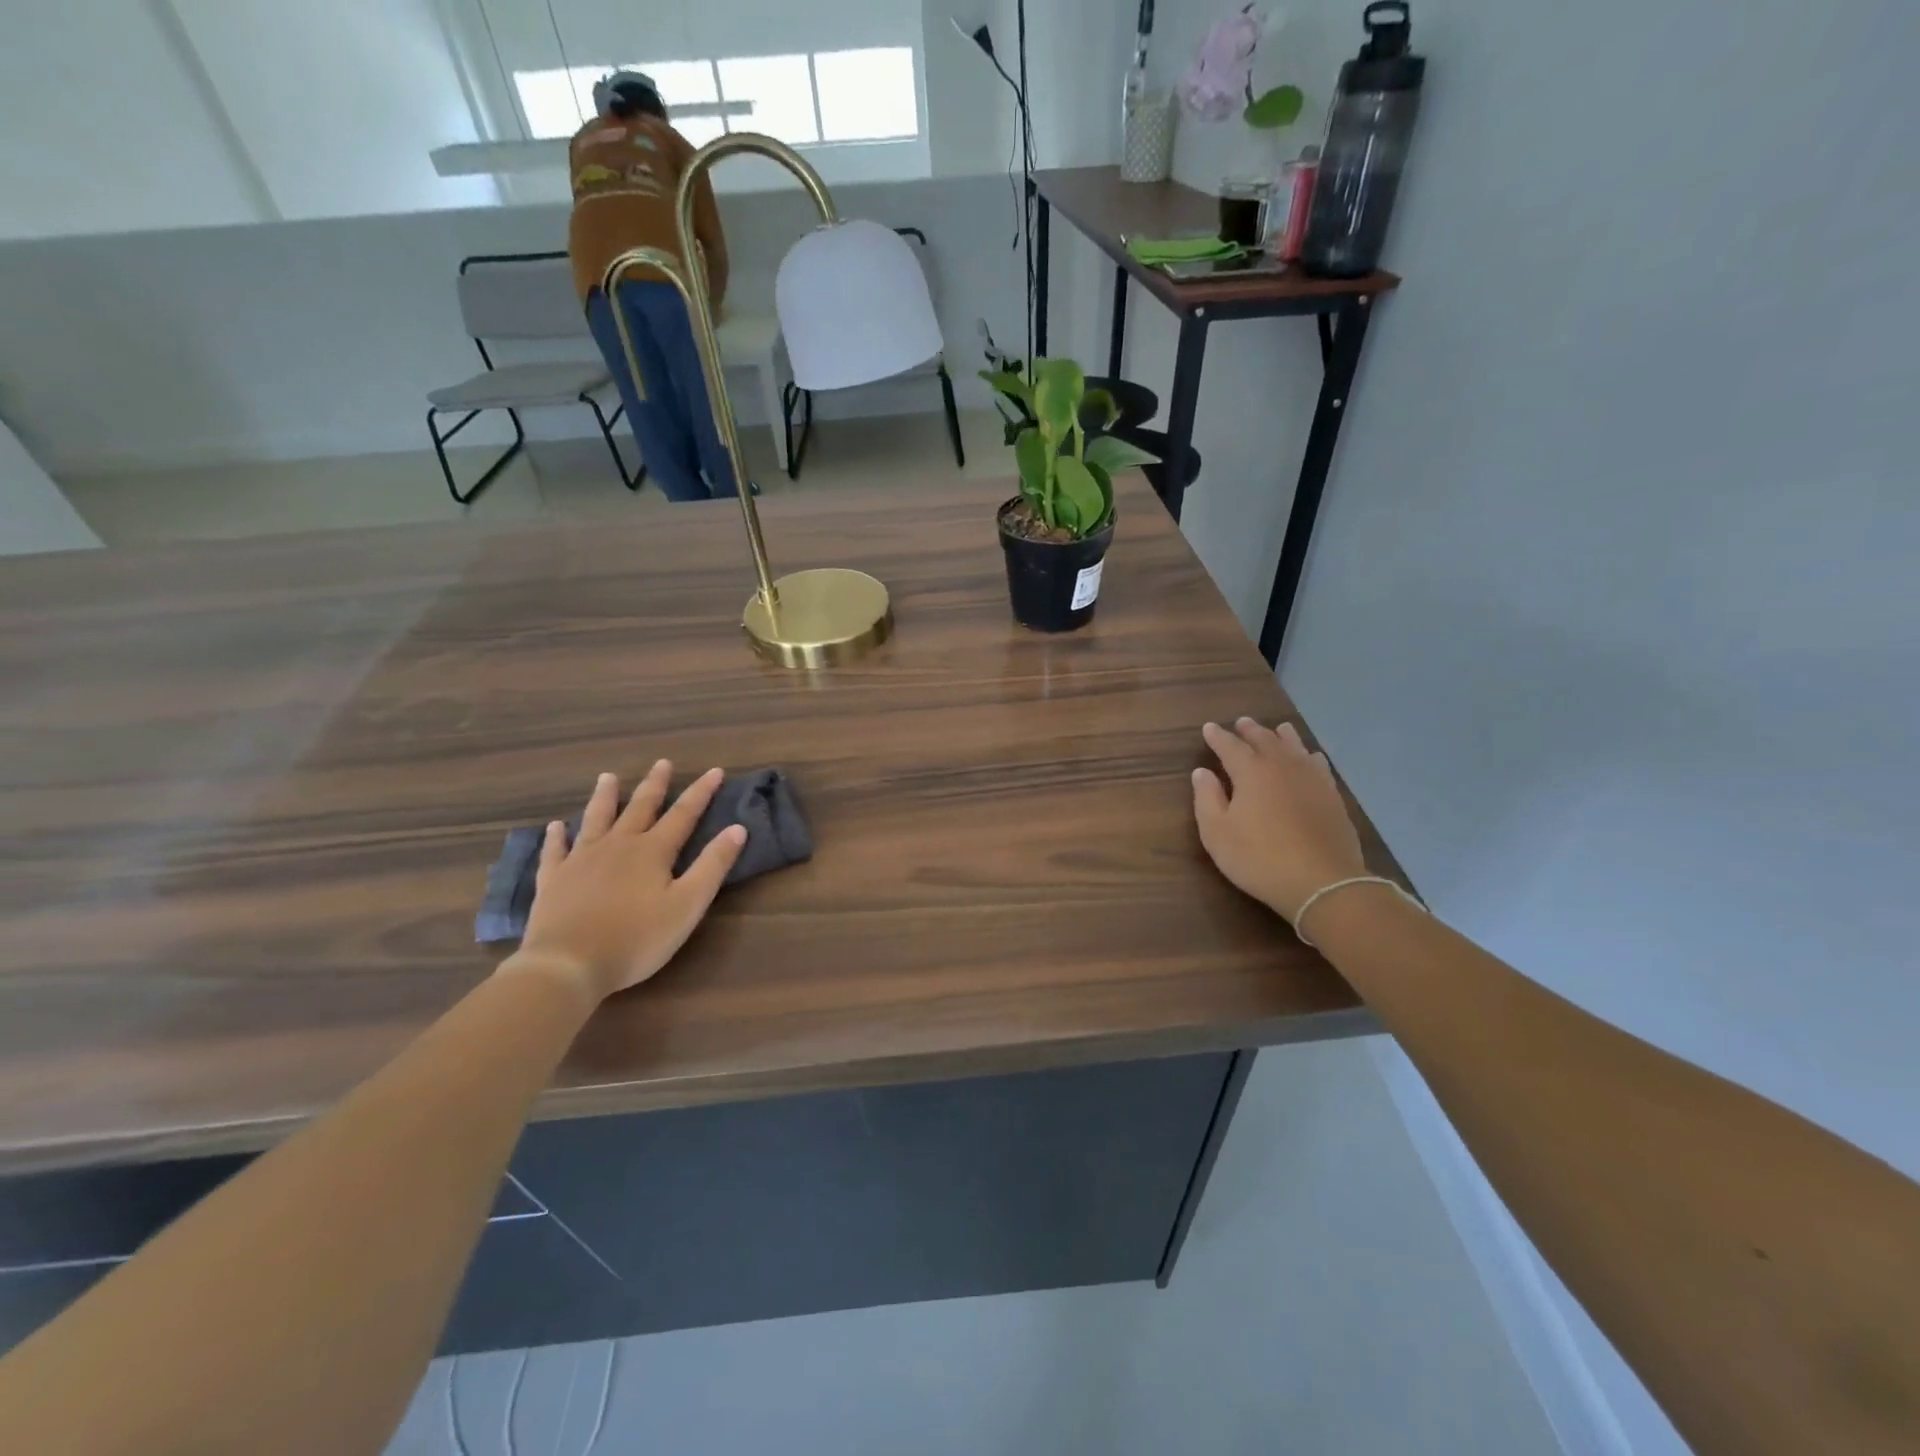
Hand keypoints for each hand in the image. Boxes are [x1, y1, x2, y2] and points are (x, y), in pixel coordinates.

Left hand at [509, 762, 746, 1002]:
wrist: (568, 964)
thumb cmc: (637, 938)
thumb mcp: (688, 904)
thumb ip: (712, 865)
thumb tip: (737, 828)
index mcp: (653, 851)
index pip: (683, 814)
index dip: (701, 792)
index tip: (714, 771)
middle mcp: (618, 845)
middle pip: (640, 807)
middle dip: (654, 785)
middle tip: (662, 762)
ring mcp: (581, 860)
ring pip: (596, 819)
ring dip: (605, 797)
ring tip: (608, 777)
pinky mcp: (553, 879)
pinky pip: (555, 850)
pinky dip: (556, 836)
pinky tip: (556, 826)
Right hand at [1192, 719, 1366, 922]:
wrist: (1322, 882)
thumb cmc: (1259, 858)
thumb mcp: (1217, 833)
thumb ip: (1207, 798)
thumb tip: (1202, 772)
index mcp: (1251, 772)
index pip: (1230, 746)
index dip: (1217, 737)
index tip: (1209, 728)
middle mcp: (1282, 766)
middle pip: (1264, 740)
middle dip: (1250, 731)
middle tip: (1241, 722)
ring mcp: (1311, 778)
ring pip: (1295, 747)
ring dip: (1282, 736)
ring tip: (1278, 728)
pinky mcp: (1332, 795)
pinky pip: (1318, 764)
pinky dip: (1308, 755)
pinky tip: (1310, 757)